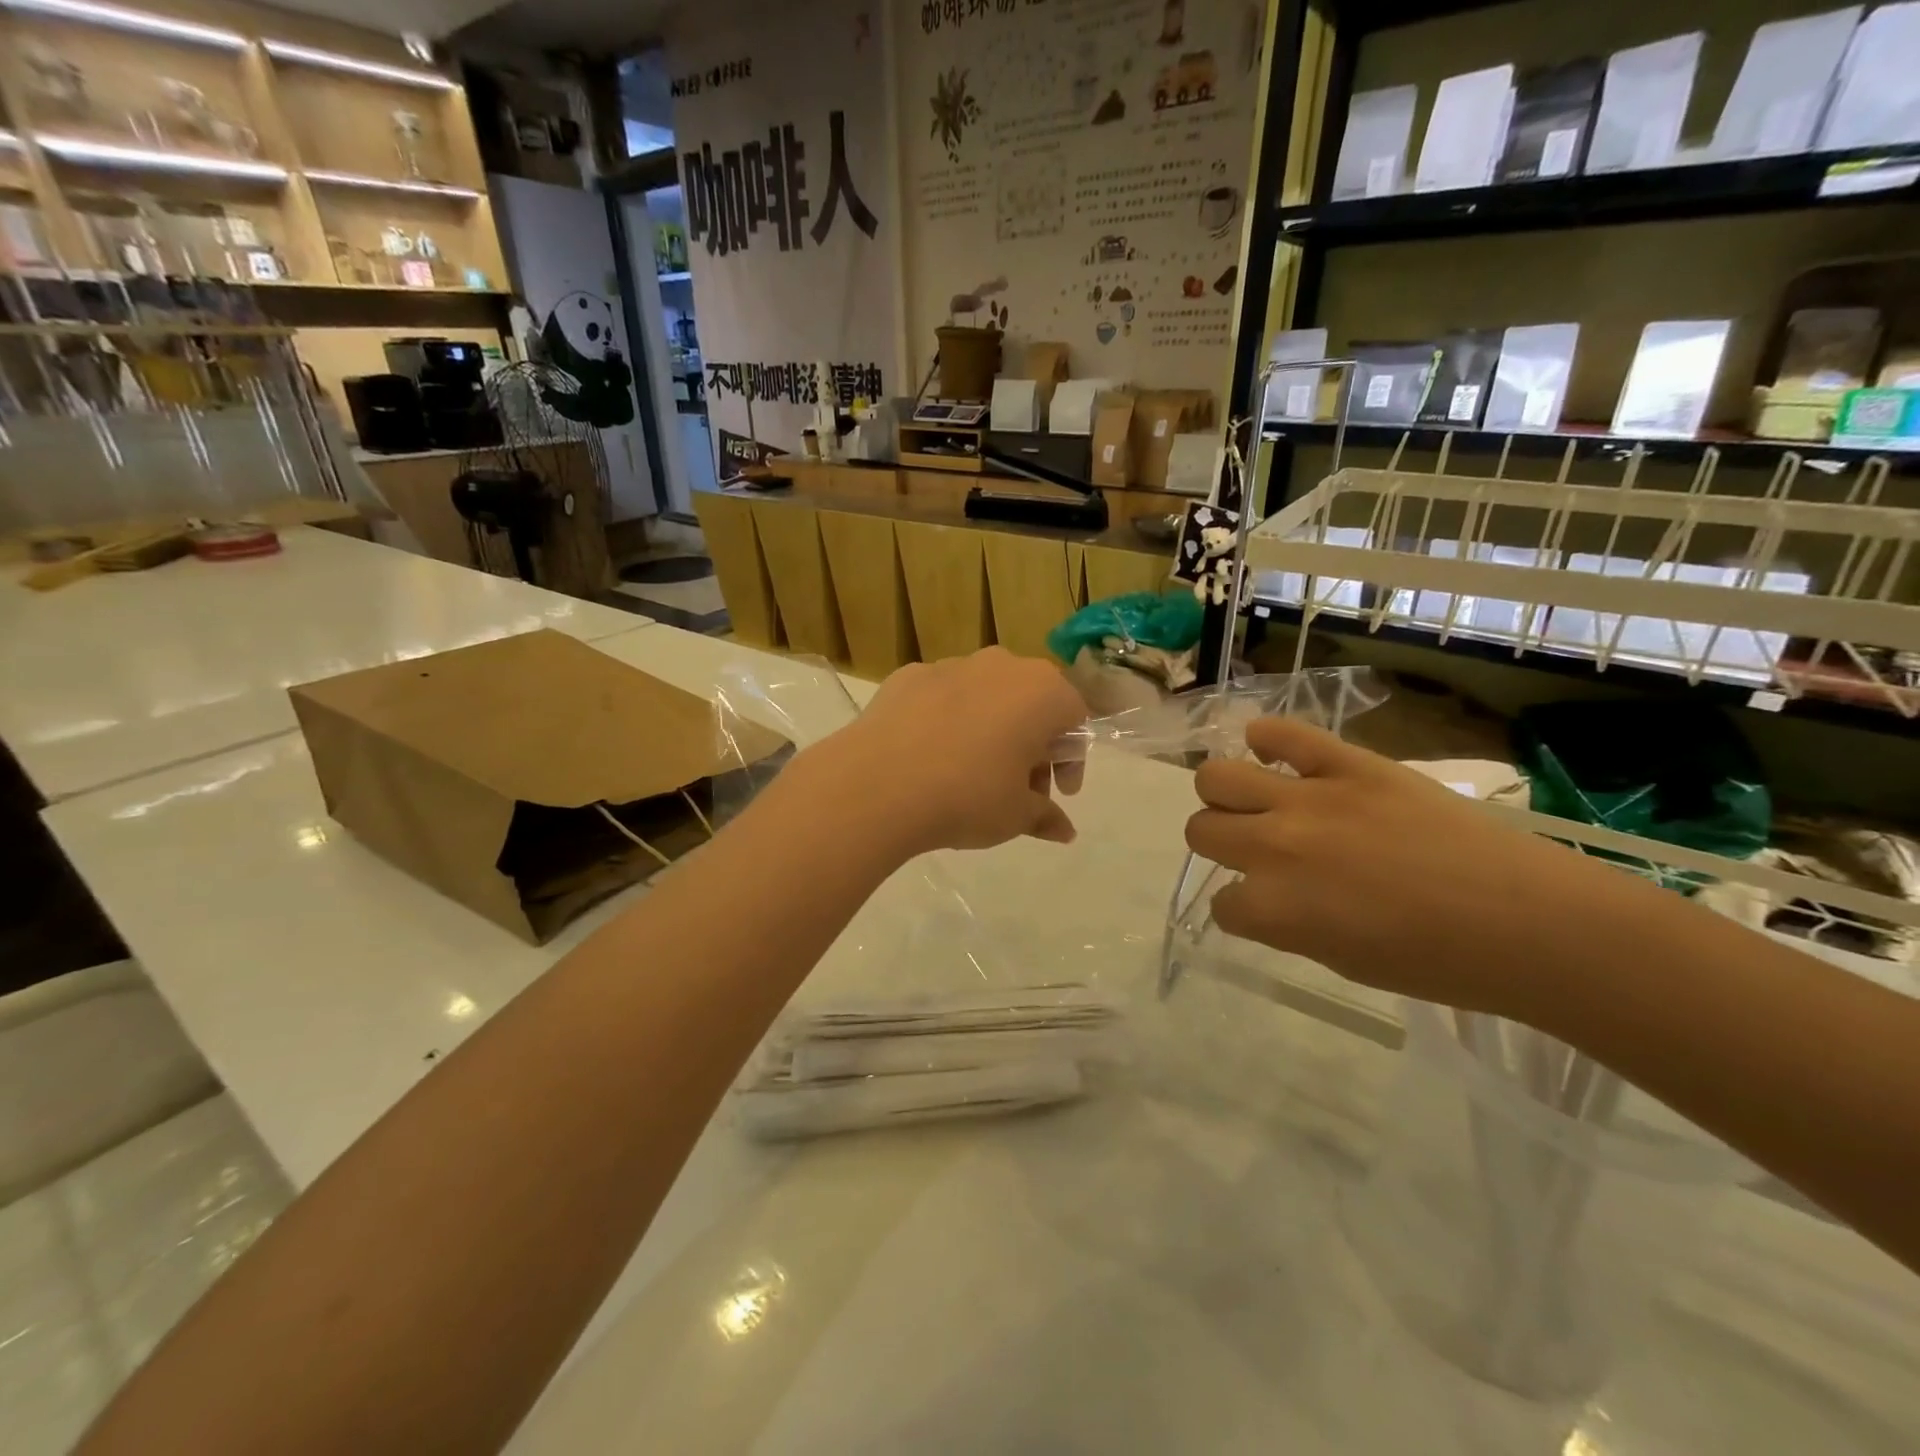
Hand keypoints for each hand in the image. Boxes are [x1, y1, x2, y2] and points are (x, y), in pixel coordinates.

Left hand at [804, 648, 1087, 857]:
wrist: (878, 784)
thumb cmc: (967, 796)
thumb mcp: (1016, 816)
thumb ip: (1046, 816)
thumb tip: (1064, 831)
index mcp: (1042, 692)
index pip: (1075, 718)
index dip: (1070, 760)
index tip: (1056, 792)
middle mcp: (1002, 665)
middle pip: (1030, 702)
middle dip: (1031, 744)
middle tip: (1018, 788)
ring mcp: (952, 665)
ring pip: (986, 695)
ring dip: (990, 729)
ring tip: (969, 773)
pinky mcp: (909, 675)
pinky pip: (942, 697)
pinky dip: (946, 721)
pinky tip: (928, 757)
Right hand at [1184, 716, 1641, 1018]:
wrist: (1530, 923)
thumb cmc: (1440, 962)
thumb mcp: (1342, 959)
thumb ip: (1288, 923)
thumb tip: (1267, 896)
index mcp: (1275, 908)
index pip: (1221, 902)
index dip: (1241, 909)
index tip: (1267, 909)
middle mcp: (1276, 847)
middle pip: (1202, 830)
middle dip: (1220, 844)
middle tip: (1254, 849)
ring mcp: (1310, 797)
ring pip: (1217, 776)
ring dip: (1225, 794)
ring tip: (1254, 800)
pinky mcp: (1349, 763)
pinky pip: (1283, 734)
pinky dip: (1267, 739)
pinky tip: (1270, 751)